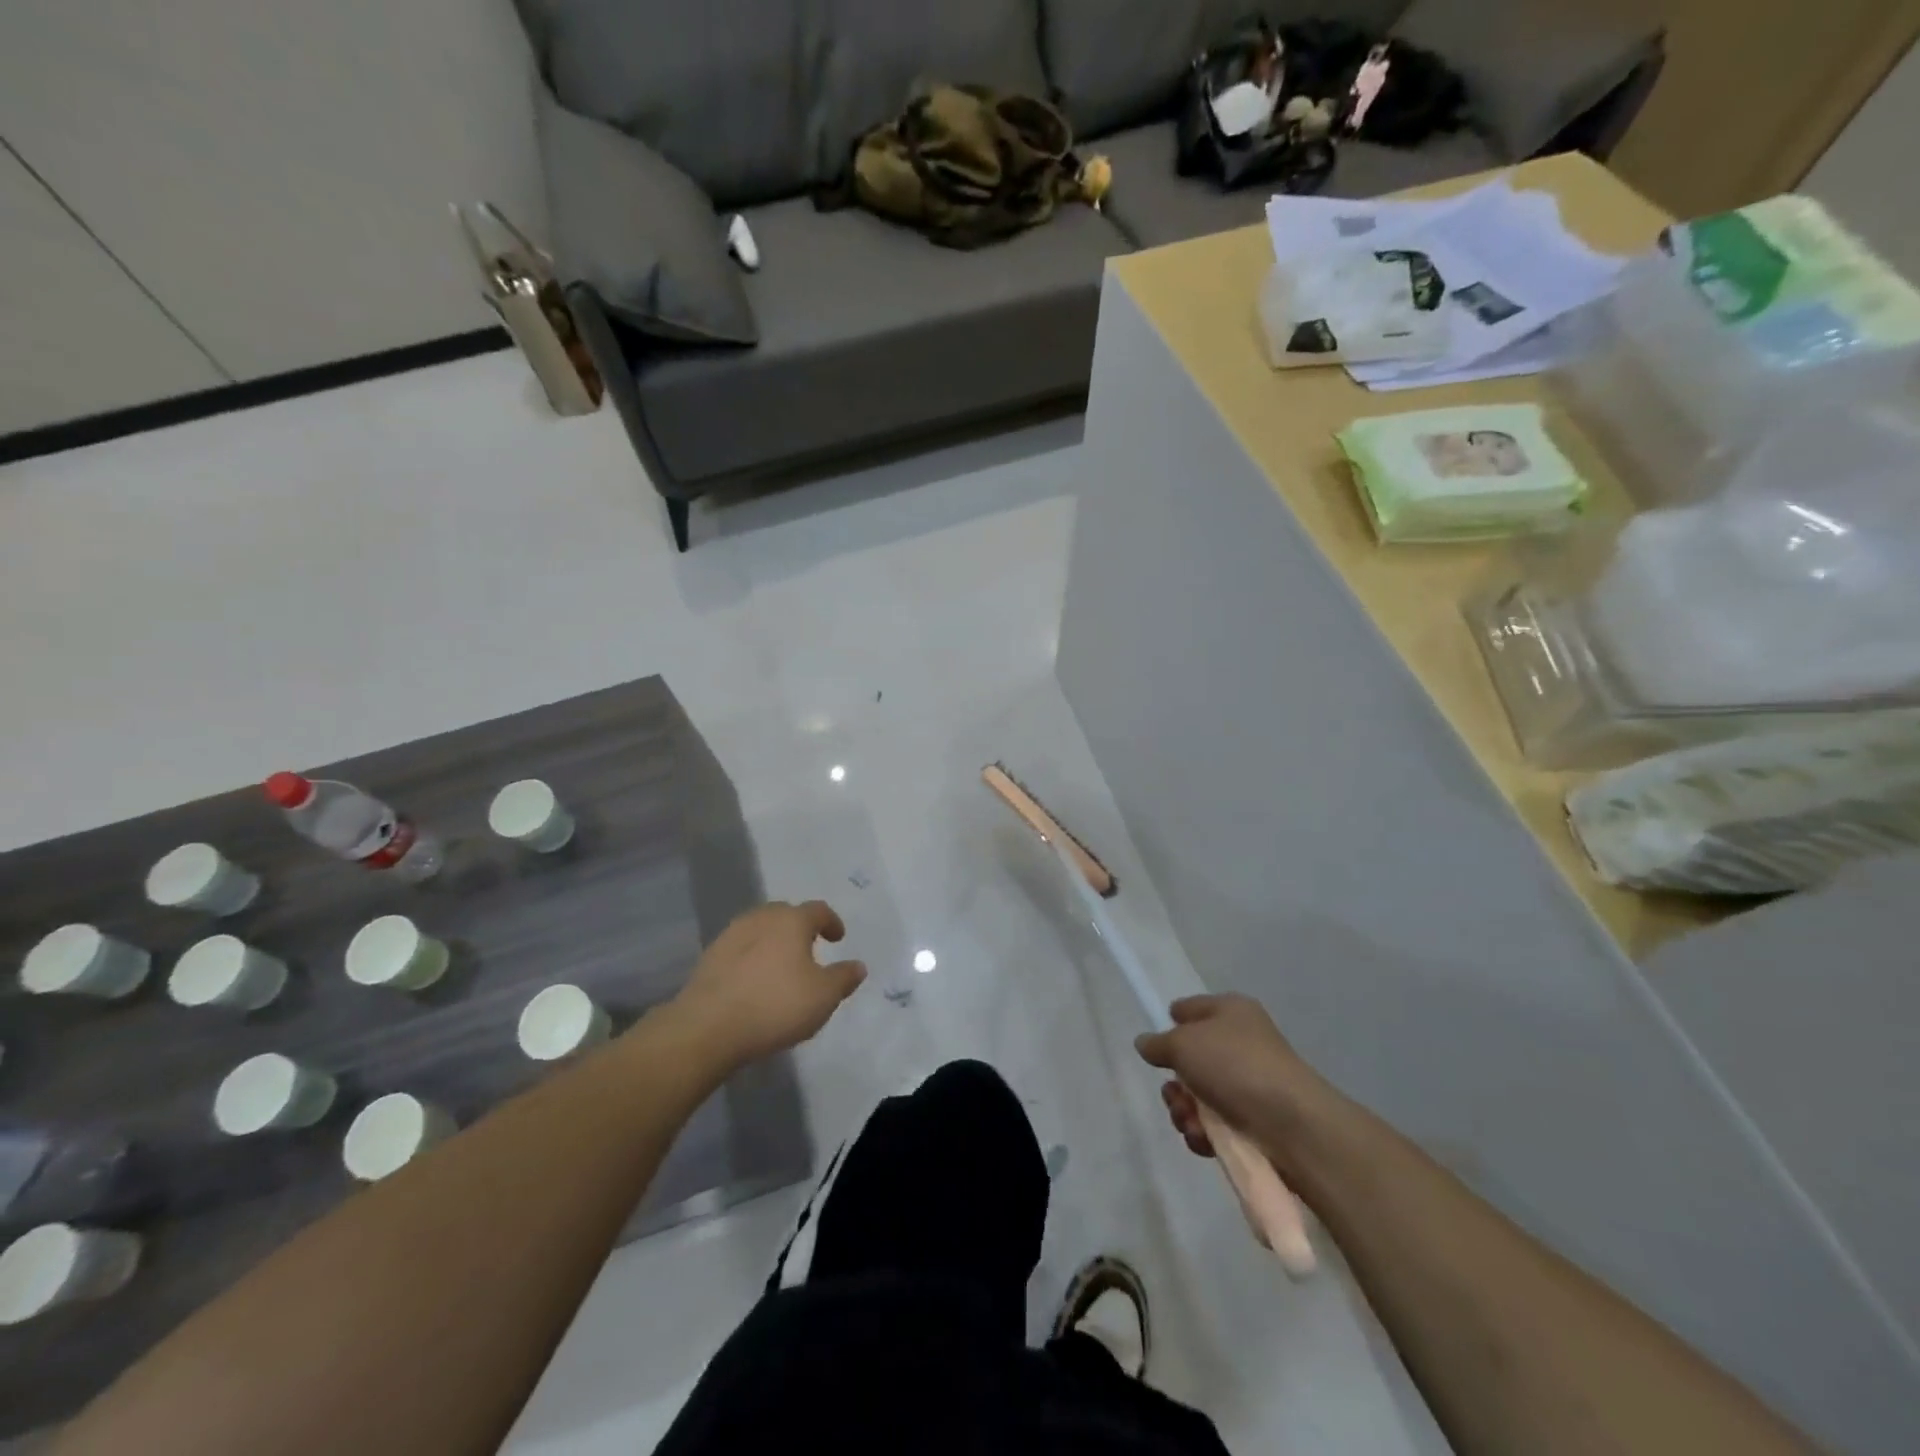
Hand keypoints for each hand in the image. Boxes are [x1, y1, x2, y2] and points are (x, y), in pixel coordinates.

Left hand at [669, 901, 865, 1068]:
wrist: (707, 1027)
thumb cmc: (775, 1005)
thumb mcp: (823, 997)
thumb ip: (844, 978)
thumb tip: (858, 966)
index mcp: (792, 920)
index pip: (818, 910)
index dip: (832, 922)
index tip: (837, 938)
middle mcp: (761, 918)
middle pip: (786, 914)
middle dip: (800, 928)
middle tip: (809, 949)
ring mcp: (731, 935)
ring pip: (760, 929)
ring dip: (774, 942)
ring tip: (781, 967)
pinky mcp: (709, 957)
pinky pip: (740, 949)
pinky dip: (752, 958)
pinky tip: (754, 981)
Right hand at [1135, 994, 1333, 1171]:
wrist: (1292, 1125)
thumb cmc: (1234, 1065)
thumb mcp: (1183, 1043)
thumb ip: (1158, 1043)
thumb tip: (1146, 1043)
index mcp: (1231, 1012)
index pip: (1191, 1009)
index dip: (1172, 1023)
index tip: (1158, 1047)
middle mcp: (1241, 1044)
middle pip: (1191, 1060)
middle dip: (1175, 1084)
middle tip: (1174, 1096)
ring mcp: (1249, 1085)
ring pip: (1200, 1097)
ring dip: (1186, 1112)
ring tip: (1191, 1123)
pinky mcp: (1255, 1124)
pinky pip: (1216, 1125)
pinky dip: (1205, 1134)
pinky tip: (1206, 1140)